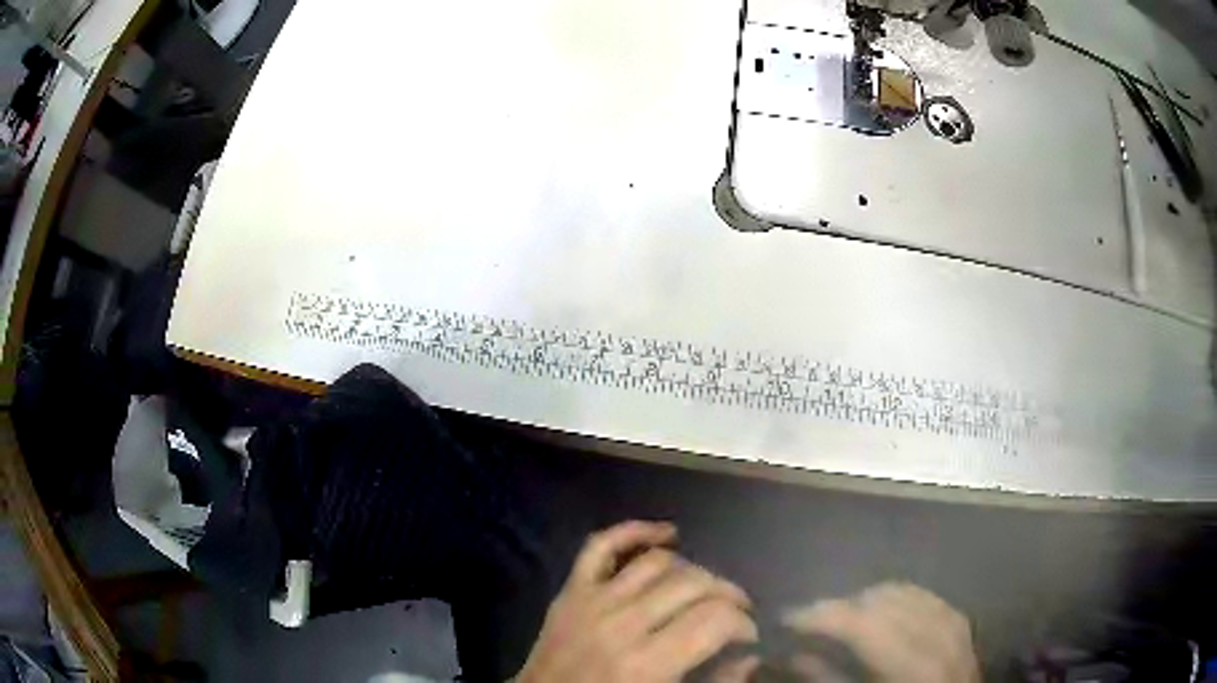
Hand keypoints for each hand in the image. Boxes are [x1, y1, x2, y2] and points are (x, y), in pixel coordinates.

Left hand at [515, 521, 758, 682]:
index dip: (743, 623)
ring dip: (693, 569)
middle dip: (728, 594)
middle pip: (693, 584)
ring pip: (658, 562)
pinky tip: (666, 534)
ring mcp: (591, 601)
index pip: (715, 619)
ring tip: (705, 589)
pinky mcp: (570, 591)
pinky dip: (634, 531)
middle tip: (735, 611)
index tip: (747, 636)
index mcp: (646, 663)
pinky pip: (600, 546)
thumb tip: (750, 657)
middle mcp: (622, 624)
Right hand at [782, 582, 979, 682]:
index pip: (861, 623)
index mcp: (911, 666)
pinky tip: (881, 610)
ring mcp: (954, 624)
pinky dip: (896, 597)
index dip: (820, 615)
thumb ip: (828, 680)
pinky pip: (924, 595)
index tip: (785, 617)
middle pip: (882, 600)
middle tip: (811, 621)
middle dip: (840, 606)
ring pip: (903, 591)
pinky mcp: (961, 621)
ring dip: (866, 599)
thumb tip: (794, 653)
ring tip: (843, 616)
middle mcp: (937, 636)